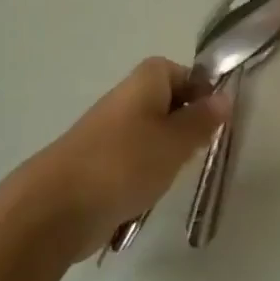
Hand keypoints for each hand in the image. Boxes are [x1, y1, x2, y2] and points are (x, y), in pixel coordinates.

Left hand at [0, 58, 227, 261]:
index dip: (200, 90)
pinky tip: (148, 195)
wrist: (55, 208)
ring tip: (175, 175)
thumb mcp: (176, 141)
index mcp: (144, 83)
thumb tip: (224, 98)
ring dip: (165, 153)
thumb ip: (202, 120)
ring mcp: (107, 133)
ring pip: (149, 134)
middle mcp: (124, 100)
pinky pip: (131, 161)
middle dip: (185, 125)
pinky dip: (143, 175)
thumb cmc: (124, 164)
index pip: (180, 71)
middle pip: (165, 103)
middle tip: (199, 149)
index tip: (215, 119)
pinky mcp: (96, 165)